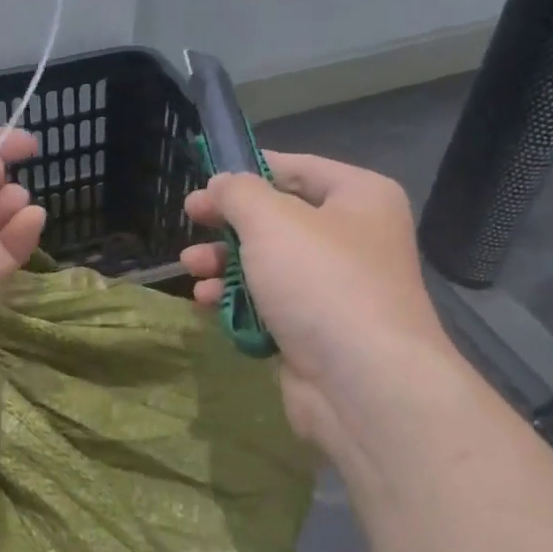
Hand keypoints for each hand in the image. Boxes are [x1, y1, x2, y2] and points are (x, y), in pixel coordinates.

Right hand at [181, 153, 453, 446]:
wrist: (363, 383)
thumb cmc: (321, 282)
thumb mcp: (271, 221)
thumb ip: (238, 192)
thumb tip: (221, 183)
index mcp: (360, 198)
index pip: (297, 168)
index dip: (249, 169)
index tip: (206, 179)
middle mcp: (353, 238)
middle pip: (278, 218)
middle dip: (228, 222)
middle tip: (190, 219)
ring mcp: (335, 287)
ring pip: (268, 263)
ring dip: (224, 263)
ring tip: (192, 267)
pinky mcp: (315, 329)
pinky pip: (269, 303)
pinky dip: (237, 300)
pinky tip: (207, 302)